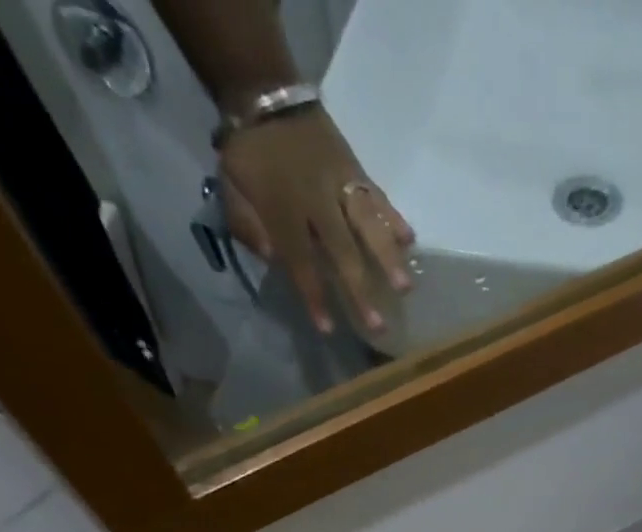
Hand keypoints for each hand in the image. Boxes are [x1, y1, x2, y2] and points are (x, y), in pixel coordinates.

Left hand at [218, 107, 413, 335]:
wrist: (265, 91)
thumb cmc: (249, 153)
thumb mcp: (231, 188)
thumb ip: (247, 225)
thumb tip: (272, 255)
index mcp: (282, 208)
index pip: (300, 261)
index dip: (314, 296)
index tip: (328, 328)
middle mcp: (316, 200)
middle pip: (342, 251)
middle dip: (360, 290)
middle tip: (379, 325)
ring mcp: (340, 184)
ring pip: (368, 224)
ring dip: (388, 258)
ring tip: (406, 287)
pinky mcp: (355, 170)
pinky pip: (377, 195)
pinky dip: (394, 217)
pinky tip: (410, 240)